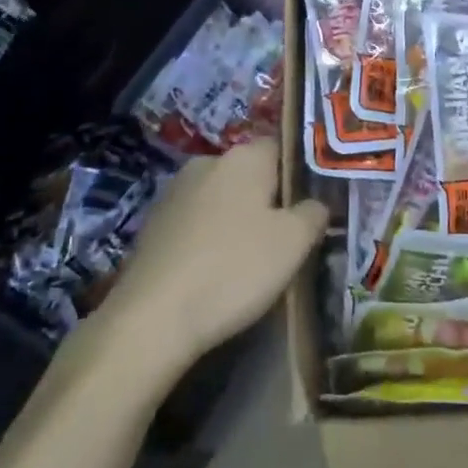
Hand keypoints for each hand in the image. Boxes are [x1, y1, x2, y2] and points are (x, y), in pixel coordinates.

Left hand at [104, 140, 327, 366]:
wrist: (152, 319)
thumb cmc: (235, 269)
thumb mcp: (294, 243)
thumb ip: (314, 213)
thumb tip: (316, 204)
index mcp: (243, 156)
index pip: (283, 148)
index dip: (301, 176)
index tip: (311, 209)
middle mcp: (207, 162)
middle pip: (251, 174)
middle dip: (268, 201)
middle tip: (286, 240)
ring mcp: (174, 192)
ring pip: (222, 199)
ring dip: (237, 221)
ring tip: (251, 262)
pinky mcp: (153, 224)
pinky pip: (196, 223)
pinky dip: (209, 240)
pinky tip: (215, 272)